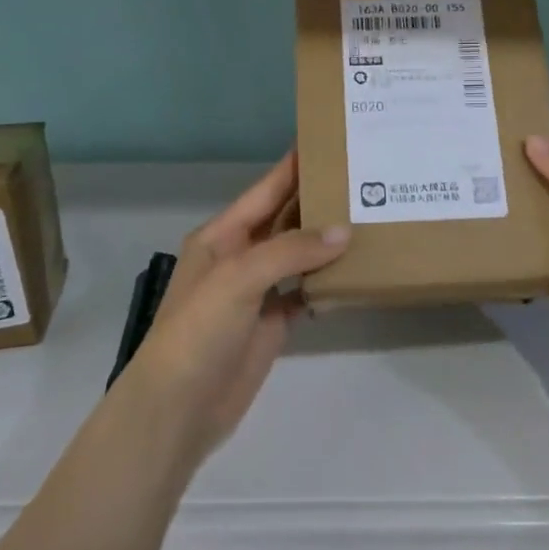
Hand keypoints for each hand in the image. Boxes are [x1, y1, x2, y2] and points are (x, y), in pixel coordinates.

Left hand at [124, 152, 348, 464]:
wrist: (178, 409)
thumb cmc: (198, 331)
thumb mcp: (238, 278)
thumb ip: (291, 250)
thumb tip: (344, 231)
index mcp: (223, 236)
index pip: (266, 190)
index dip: (294, 166)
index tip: (330, 140)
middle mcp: (241, 256)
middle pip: (285, 219)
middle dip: (318, 200)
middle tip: (365, 179)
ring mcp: (257, 292)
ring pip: (299, 255)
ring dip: (328, 241)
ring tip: (371, 218)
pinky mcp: (272, 323)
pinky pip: (305, 292)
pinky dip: (328, 283)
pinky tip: (357, 273)